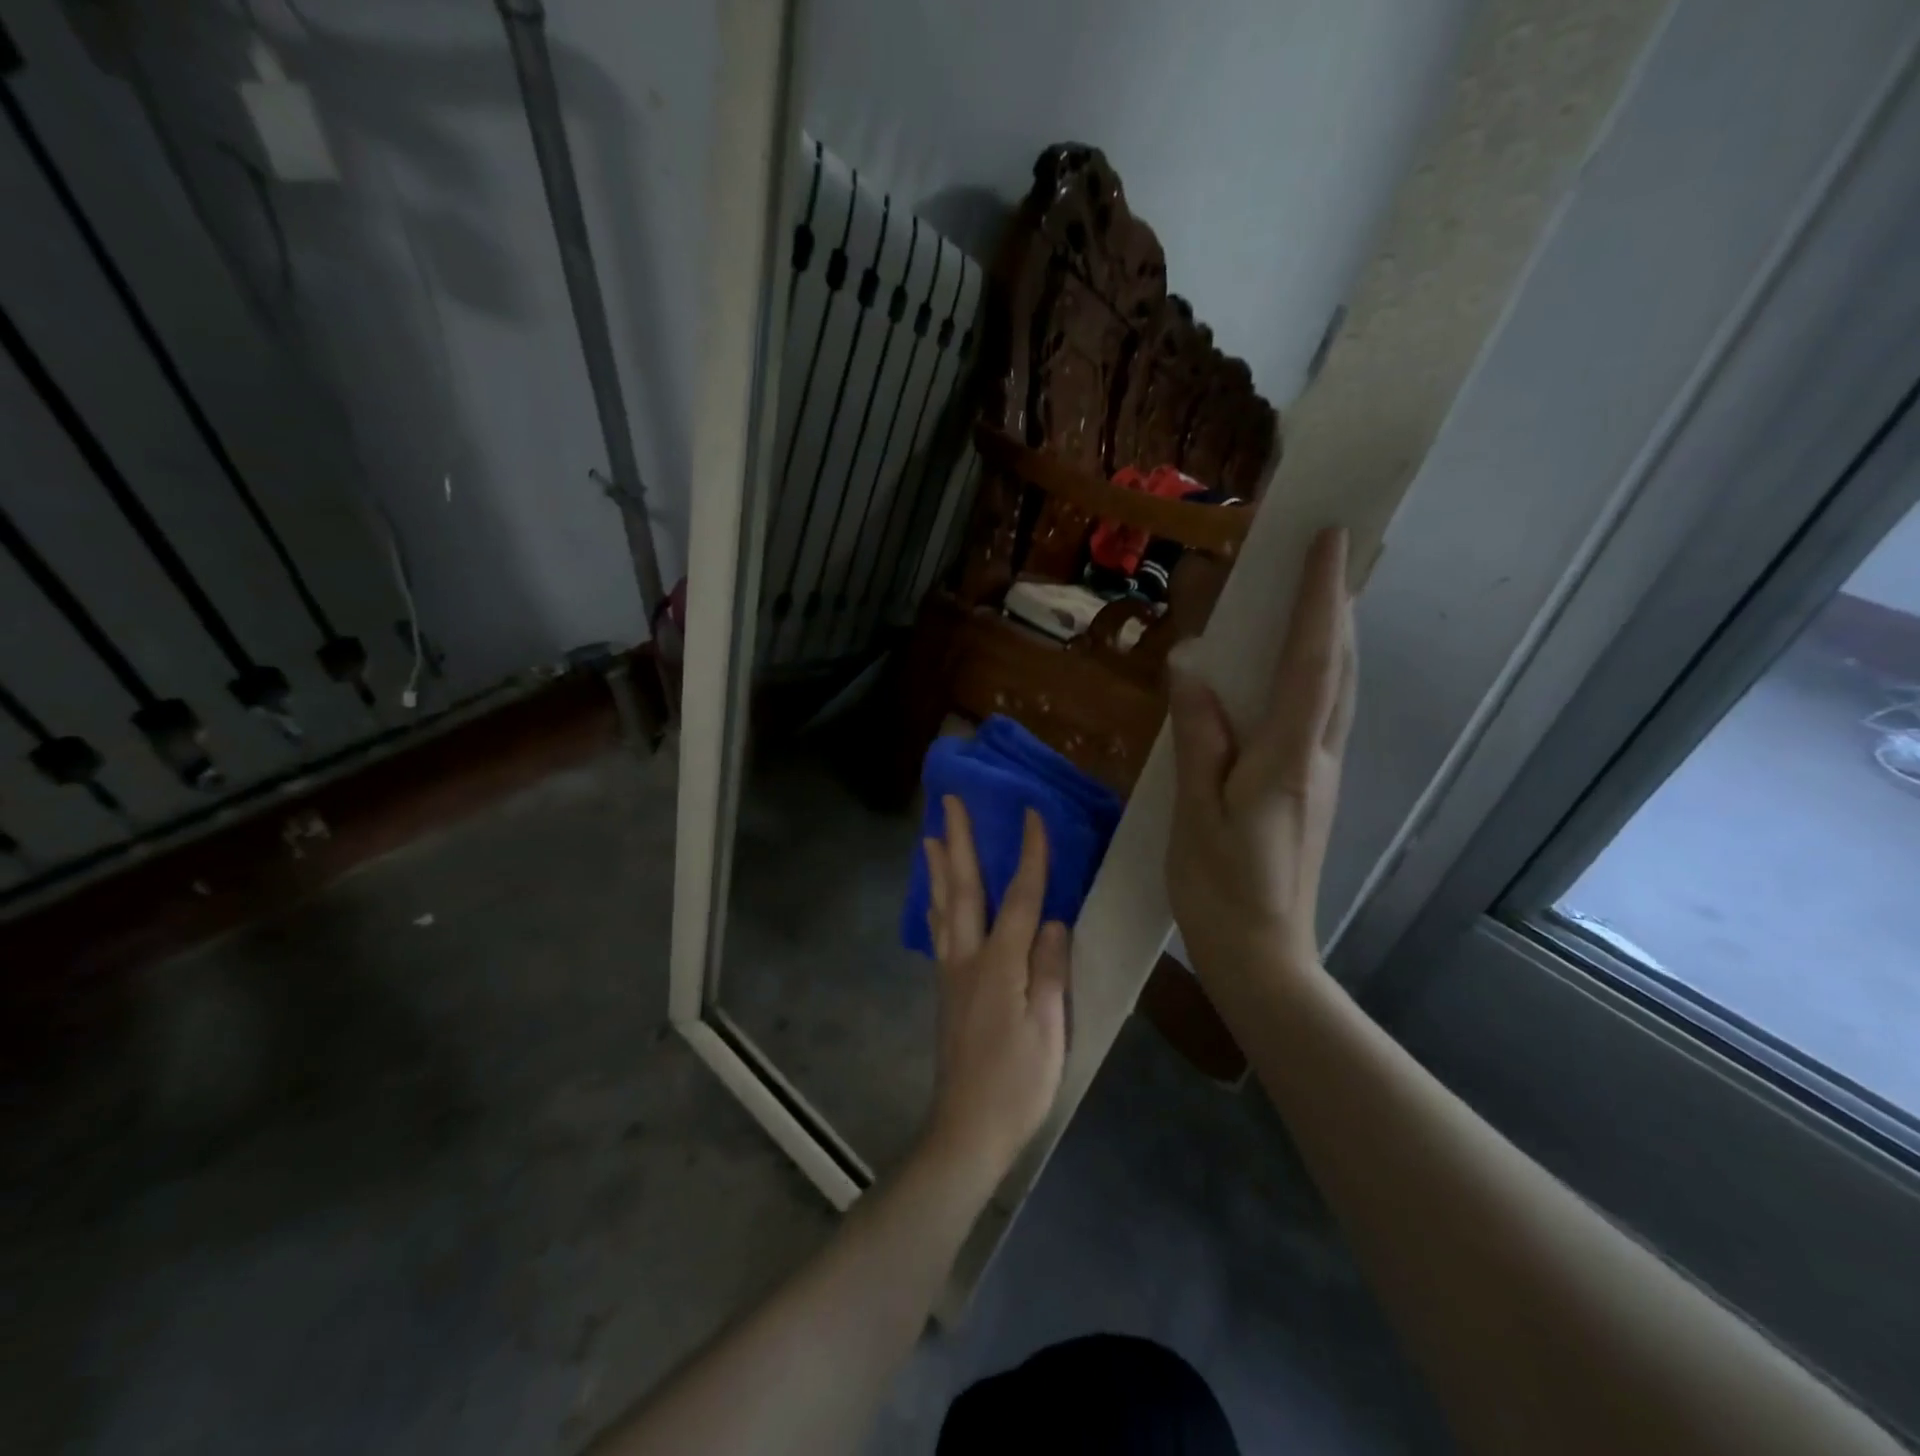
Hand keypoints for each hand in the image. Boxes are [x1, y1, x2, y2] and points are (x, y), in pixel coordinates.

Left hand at [920, 796, 1069, 1189]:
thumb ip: (1050, 971)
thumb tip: (1054, 922)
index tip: (1031, 813)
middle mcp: (969, 958)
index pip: (1019, 897)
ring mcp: (952, 973)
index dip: (1029, 854)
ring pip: (944, 907)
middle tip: (949, 802)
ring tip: (930, 835)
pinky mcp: (947, 990)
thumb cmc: (1018, 1084)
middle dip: (959, 841)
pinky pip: (940, 931)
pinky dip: (937, 903)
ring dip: (940, 867)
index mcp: (1000, 964)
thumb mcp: (1049, 1030)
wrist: (967, 1129)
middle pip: (964, 889)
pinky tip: (935, 899)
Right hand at [1166, 525, 1355, 983]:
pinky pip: (1322, 715)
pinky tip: (1300, 669)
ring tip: (1321, 594)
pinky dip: (1320, 673)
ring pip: (1338, 691)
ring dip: (1335, 636)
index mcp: (1286, 758)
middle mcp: (1317, 757)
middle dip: (1337, 603)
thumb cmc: (1217, 886)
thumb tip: (1191, 669)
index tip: (1328, 540)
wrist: (1261, 954)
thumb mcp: (1194, 811)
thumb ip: (1198, 738)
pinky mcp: (1312, 790)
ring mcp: (1321, 775)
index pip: (1310, 662)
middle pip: (1339, 667)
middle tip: (1331, 551)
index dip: (1320, 598)